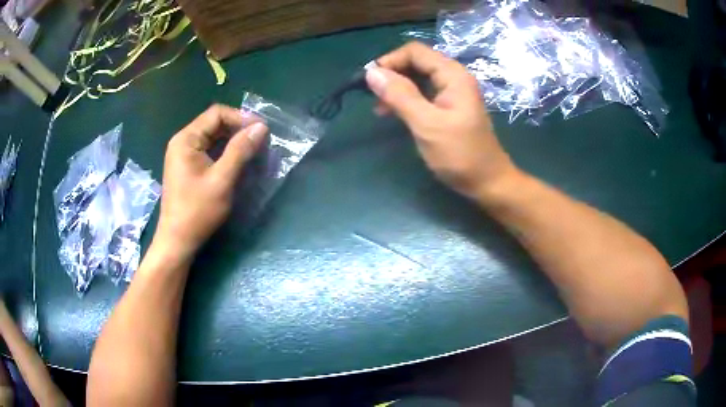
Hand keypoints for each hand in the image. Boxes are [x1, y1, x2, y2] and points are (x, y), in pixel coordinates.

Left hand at [154, 104, 267, 259]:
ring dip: (234, 142)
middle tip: (261, 142)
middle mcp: (183, 142)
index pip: (217, 114)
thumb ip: (240, 150)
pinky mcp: (188, 167)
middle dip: (239, 130)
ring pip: (213, 138)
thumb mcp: (222, 179)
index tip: (261, 131)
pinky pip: (210, 151)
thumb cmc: (197, 211)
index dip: (241, 118)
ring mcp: (184, 155)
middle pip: (215, 124)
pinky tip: (239, 162)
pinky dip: (226, 153)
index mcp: (186, 139)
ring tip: (254, 152)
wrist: (178, 241)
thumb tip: (261, 127)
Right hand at [366, 42, 518, 198]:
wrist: (487, 182)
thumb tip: (371, 72)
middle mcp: (453, 77)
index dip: (390, 61)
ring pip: (418, 78)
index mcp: (452, 75)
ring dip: (397, 88)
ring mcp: (453, 92)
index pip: (415, 52)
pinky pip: (423, 93)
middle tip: (372, 96)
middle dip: (392, 74)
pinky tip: (394, 113)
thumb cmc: (460, 154)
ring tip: (379, 108)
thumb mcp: (427, 124)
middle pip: (416, 62)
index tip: (369, 81)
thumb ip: (400, 95)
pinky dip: (406, 99)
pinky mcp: (449, 107)